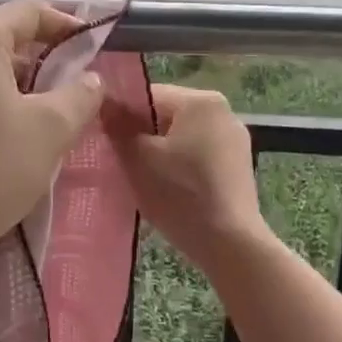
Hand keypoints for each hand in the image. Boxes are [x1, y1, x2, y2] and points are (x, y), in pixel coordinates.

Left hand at [0, 0, 105, 267]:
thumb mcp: (50, 130)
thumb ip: (79, 95)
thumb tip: (90, 79)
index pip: (29, 13)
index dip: (66, 28)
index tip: (92, 52)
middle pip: (0, 39)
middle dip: (39, 62)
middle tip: (68, 94)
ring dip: (10, 85)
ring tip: (35, 121)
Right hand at [105, 85, 268, 269]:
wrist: (231, 246)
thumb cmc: (181, 194)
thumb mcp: (138, 159)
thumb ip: (118, 126)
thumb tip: (103, 102)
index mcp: (201, 101)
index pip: (148, 96)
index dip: (121, 115)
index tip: (104, 140)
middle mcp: (224, 112)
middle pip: (167, 115)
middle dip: (141, 136)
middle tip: (120, 162)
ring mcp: (235, 141)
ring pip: (182, 137)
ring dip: (159, 154)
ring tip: (142, 179)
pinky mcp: (238, 167)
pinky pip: (198, 156)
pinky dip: (180, 168)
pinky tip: (168, 191)